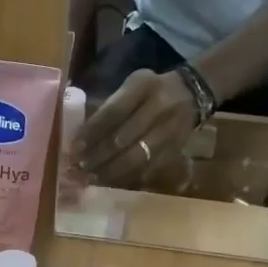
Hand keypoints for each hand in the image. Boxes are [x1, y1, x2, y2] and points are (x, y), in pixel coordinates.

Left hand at [79, 69, 199, 187]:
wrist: (193, 93)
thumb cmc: (152, 89)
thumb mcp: (132, 85)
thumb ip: (111, 105)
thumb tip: (82, 134)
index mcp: (143, 86)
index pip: (113, 112)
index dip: (92, 132)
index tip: (74, 147)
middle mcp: (159, 108)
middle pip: (123, 139)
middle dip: (97, 156)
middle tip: (78, 168)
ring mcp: (169, 131)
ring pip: (135, 158)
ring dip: (109, 171)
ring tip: (90, 178)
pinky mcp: (174, 149)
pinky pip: (147, 168)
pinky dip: (126, 177)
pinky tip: (110, 182)